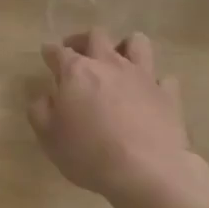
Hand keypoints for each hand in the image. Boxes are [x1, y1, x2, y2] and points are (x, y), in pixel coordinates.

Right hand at [28, 29, 203, 207]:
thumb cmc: (89, 154)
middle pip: (97, 35)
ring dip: (125, 47)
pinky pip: (163, 78)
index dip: (50, 52)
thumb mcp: (48, 137)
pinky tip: (148, 94)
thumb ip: (40, 111)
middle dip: (83, 40)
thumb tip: (45, 98)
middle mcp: (110, 65)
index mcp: (77, 72)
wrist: (147, 172)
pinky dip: (154, 83)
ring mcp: (143, 76)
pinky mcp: (168, 94)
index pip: (58, 52)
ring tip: (117, 62)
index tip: (46, 55)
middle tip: (77, 54)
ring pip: (137, 42)